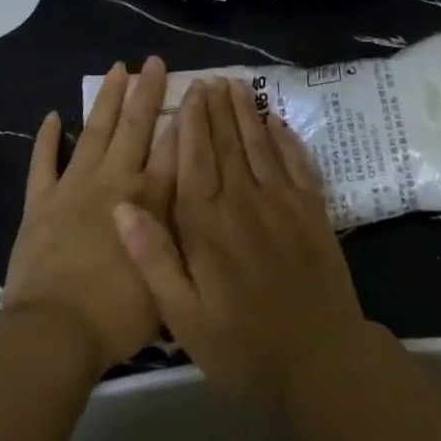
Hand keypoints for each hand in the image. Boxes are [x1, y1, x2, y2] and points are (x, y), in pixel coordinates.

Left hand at [3, 57, 174, 376]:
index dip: (186, 114)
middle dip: (147, 91)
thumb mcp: (171, 277)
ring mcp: (75, 187)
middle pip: (135, 126)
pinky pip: (43, 163)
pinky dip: (47, 139)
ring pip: (95, 132)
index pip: (174, 146)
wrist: (55, 332)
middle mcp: (115, 181)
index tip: (195, 86)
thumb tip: (199, 209)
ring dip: (106, 99)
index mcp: (150, 199)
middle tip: (153, 61)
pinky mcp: (41, 202)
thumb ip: (183, 236)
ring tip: (116, 69)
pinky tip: (52, 116)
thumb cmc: (118, 315)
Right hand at [112, 77, 367, 404]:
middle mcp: (244, 200)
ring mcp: (283, 200)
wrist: (319, 361)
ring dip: (248, 112)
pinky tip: (277, 121)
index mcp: (207, 224)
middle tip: (213, 79)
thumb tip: (120, 207)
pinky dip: (285, 137)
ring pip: (260, 143)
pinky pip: (296, 161)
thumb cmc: (242, 346)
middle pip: (228, 142)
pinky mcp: (313, 208)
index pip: (195, 158)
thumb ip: (153, 258)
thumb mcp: (183, 316)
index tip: (190, 92)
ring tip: (238, 86)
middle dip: (218, 108)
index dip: (191, 122)